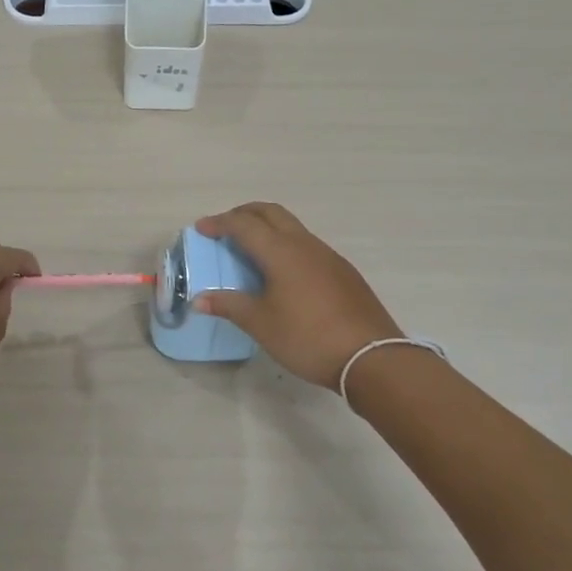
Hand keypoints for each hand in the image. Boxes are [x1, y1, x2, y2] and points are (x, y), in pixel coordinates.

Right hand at [194, 202, 403, 390]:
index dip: (219, 223)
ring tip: (250, 249)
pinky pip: (306, 244)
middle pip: (270, 212)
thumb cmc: (308, 337)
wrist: (371, 357)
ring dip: (267, 227)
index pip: (243, 224)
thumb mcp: (261, 324)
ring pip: (292, 226)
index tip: (201, 229)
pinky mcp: (343, 271)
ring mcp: (328, 256)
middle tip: (224, 227)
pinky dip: (285, 244)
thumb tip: (199, 299)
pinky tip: (282, 272)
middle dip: (244, 213)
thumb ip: (229, 306)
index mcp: (281, 251)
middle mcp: (304, 244)